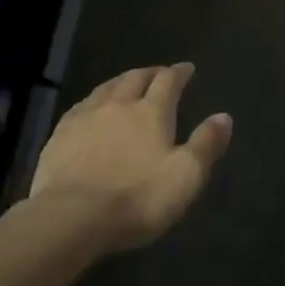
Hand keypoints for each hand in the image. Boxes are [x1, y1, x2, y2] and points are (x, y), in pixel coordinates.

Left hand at [30, 64, 232, 252]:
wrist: (72, 216)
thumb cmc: (137, 198)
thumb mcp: (185, 176)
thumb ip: (206, 144)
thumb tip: (224, 116)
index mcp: (151, 112)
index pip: (168, 81)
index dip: (179, 72)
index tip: (187, 68)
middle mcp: (118, 105)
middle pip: (135, 78)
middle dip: (150, 73)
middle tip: (159, 73)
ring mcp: (85, 117)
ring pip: (106, 88)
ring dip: (121, 82)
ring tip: (127, 83)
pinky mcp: (60, 134)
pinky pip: (81, 106)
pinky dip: (94, 101)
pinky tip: (91, 108)